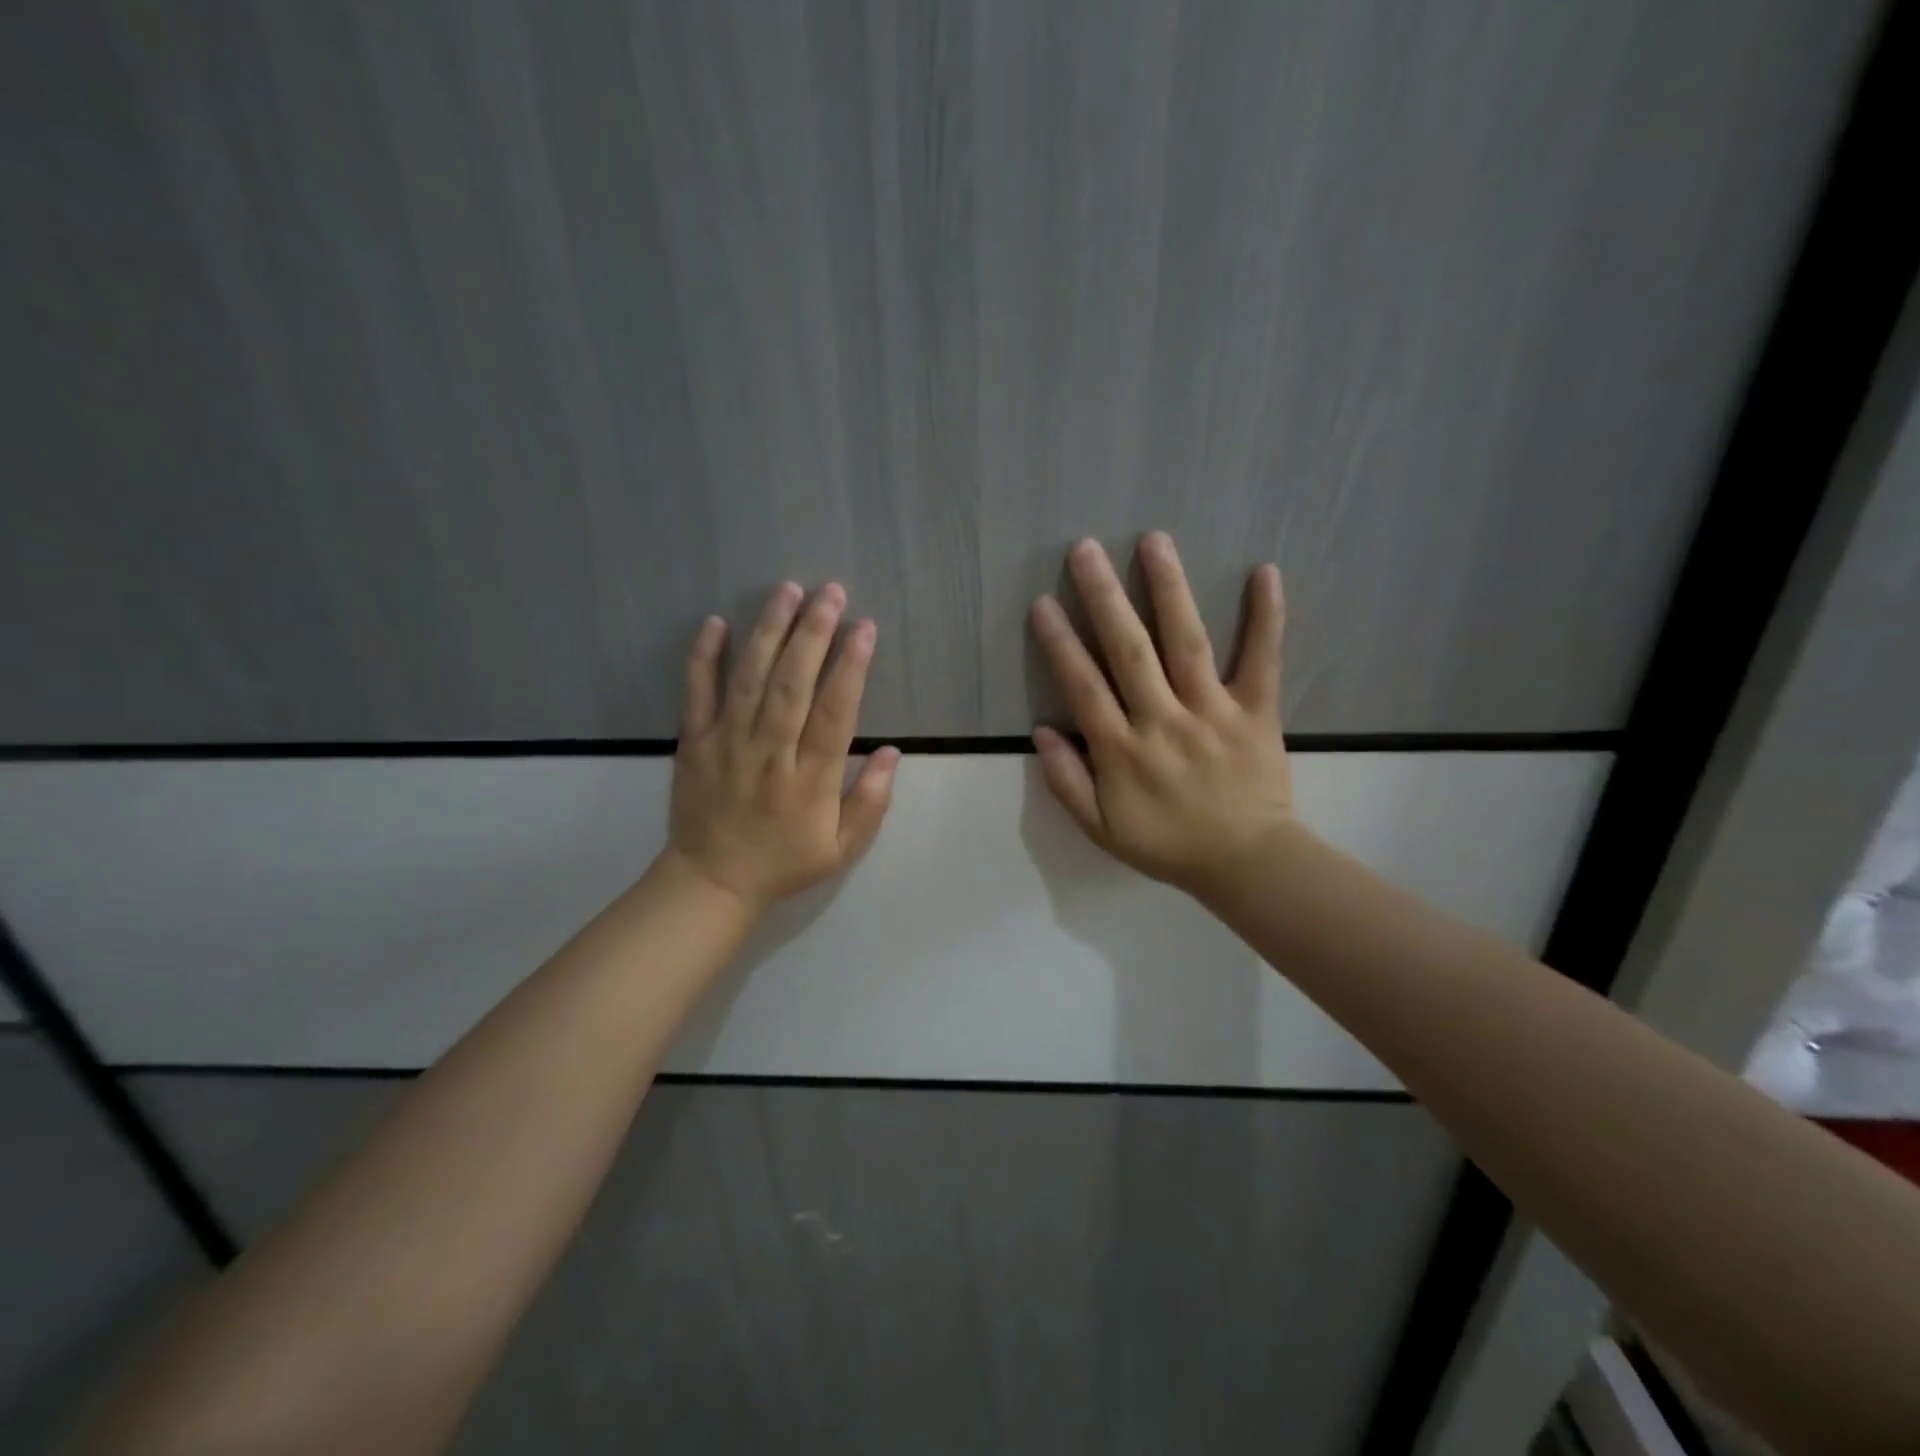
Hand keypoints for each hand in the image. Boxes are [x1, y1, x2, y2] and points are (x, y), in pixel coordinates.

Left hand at [665, 582, 899, 911]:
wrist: (711, 881)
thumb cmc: (784, 862)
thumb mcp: (841, 849)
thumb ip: (871, 802)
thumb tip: (893, 752)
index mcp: (810, 779)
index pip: (835, 713)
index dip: (851, 668)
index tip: (865, 628)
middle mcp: (769, 752)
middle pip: (792, 684)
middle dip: (813, 634)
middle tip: (830, 592)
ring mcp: (726, 743)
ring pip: (749, 679)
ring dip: (768, 631)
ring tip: (787, 591)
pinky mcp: (694, 742)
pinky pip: (696, 694)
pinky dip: (704, 657)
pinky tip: (716, 622)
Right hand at [1029, 534, 1294, 899]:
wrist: (1247, 863)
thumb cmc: (1168, 845)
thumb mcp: (1102, 830)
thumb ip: (1068, 782)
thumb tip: (1042, 732)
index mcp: (1123, 751)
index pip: (1084, 687)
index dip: (1060, 644)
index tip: (1043, 602)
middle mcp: (1164, 721)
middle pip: (1129, 652)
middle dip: (1104, 598)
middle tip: (1084, 549)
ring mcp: (1213, 712)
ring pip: (1187, 644)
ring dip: (1169, 591)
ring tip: (1154, 541)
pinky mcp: (1257, 711)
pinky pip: (1262, 660)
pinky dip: (1265, 618)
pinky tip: (1264, 572)